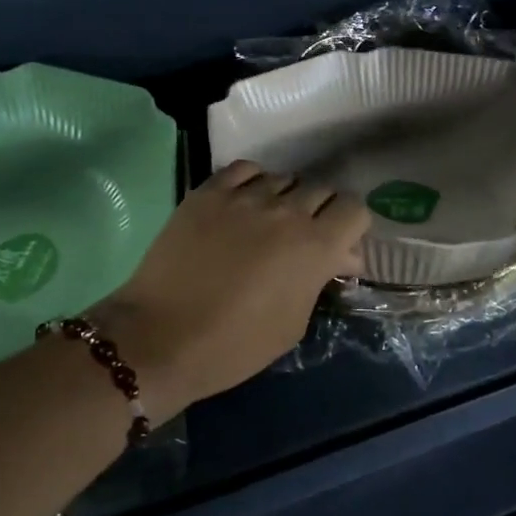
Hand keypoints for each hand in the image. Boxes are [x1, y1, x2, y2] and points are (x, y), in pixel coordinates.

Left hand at [85, 161, 371, 416]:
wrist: (161, 337)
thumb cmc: (235, 345)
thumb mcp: (294, 322)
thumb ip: (320, 278)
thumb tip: (337, 255)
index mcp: (315, 246)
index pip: (354, 208)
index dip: (350, 226)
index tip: (338, 246)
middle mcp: (286, 211)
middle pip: (321, 190)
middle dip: (320, 213)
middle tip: (302, 240)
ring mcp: (244, 197)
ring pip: (283, 178)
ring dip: (286, 198)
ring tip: (268, 222)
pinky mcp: (208, 192)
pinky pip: (245, 170)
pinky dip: (253, 182)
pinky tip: (244, 203)